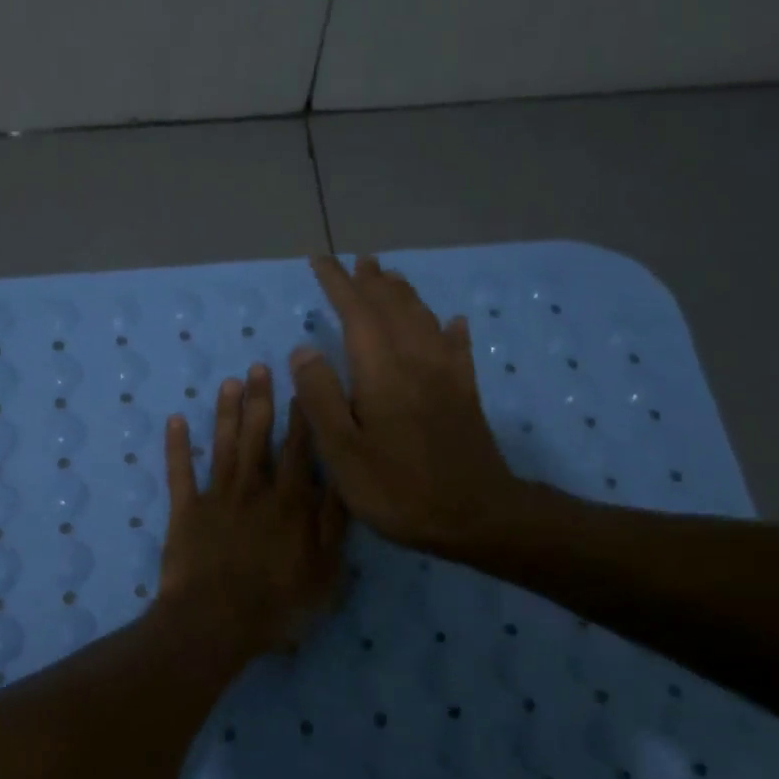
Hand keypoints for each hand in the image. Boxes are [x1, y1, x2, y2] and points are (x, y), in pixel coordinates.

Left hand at [156, 364, 346, 657]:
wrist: (215, 622)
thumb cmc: (277, 604)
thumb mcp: (325, 572)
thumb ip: (334, 525)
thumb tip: (343, 481)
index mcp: (290, 503)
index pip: (300, 450)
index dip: (301, 417)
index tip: (301, 385)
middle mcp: (254, 490)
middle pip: (258, 437)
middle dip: (261, 401)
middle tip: (259, 366)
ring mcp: (216, 498)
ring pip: (223, 446)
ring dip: (226, 413)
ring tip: (229, 382)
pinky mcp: (185, 512)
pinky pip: (180, 473)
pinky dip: (176, 447)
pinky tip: (175, 420)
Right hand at [290, 254, 539, 561]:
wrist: (475, 517)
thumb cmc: (398, 488)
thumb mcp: (342, 451)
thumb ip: (321, 397)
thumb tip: (303, 349)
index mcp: (382, 372)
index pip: (357, 312)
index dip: (338, 284)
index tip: (320, 261)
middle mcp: (416, 361)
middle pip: (393, 308)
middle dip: (371, 282)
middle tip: (356, 261)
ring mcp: (446, 377)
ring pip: (424, 320)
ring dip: (405, 295)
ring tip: (390, 277)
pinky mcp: (466, 395)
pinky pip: (459, 349)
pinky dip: (451, 329)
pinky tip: (454, 322)